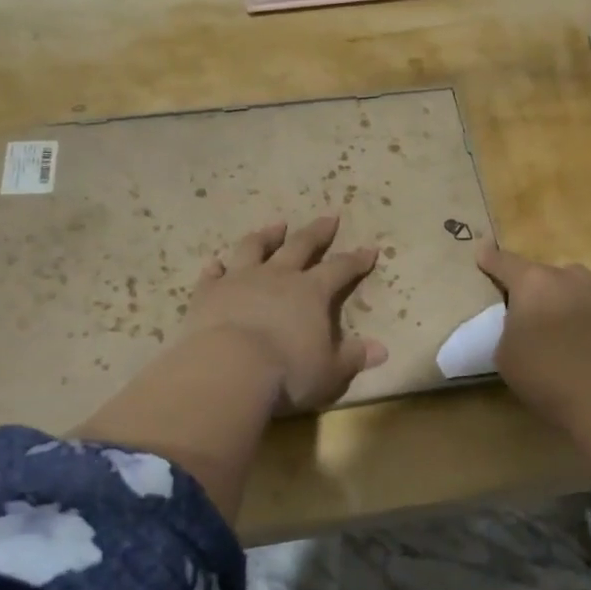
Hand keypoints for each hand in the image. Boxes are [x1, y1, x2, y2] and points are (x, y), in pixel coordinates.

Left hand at [183, 217, 388, 413]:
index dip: (357, 260)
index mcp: (312, 292)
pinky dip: (215, 268)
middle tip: (328, 217)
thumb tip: (382, 350)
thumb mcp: (331, 371)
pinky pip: (212, 275)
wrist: (229, 369)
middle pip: (301, 246)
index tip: (369, 249)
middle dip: (317, 232)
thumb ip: (354, 357)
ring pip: (255, 248)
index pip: (341, 268)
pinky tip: (215, 264)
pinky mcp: (208, 293)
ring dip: (267, 236)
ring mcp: (240, 280)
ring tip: (276, 225)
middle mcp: (278, 276)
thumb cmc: (288, 372)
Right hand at [477, 241, 590, 463]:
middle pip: (544, 274)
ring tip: (564, 319)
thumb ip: (510, 331)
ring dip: (568, 295)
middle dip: (535, 289)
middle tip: (529, 313)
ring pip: (578, 283)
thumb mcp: (505, 355)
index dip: (490, 258)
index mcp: (531, 284)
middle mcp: (567, 278)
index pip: (504, 263)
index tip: (482, 250)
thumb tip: (522, 328)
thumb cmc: (544, 374)